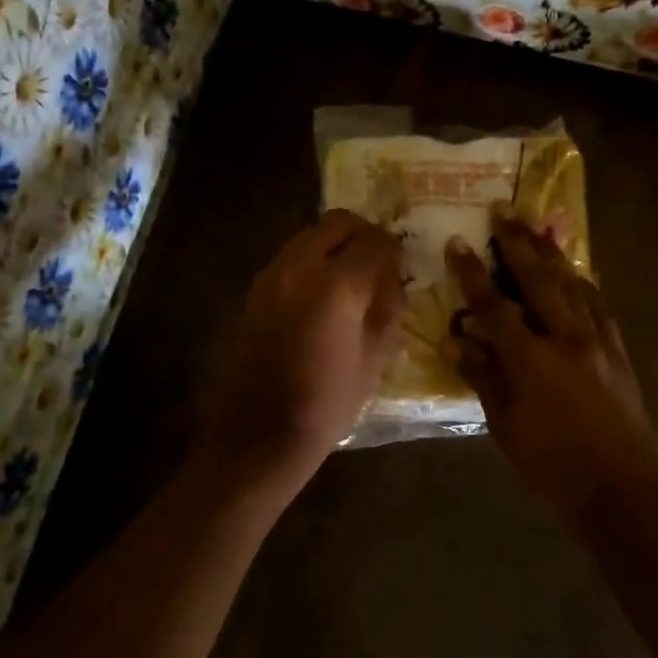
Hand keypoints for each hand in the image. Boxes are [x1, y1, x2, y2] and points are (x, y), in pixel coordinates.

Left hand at [203, 209, 404, 485]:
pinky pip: (290, 258)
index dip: (394, 247)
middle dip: (362, 233)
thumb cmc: (327, 403)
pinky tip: (324, 293)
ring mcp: (271, 276)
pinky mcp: (255, 292)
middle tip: (378, 257)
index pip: (374, 242)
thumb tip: (394, 283)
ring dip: (334, 244)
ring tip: (352, 275)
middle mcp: (300, 267)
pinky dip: (312, 261)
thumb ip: (387, 311)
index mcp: (337, 285)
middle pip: (336, 223)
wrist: (260, 434)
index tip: (403, 260)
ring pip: (308, 236)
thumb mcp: (373, 360)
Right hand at [447, 207, 657, 522]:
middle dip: (517, 243)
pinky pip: (599, 304)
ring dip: (552, 253)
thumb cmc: (553, 466)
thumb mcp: (505, 427)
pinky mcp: (618, 351)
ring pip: (572, 284)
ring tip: (537, 225)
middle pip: (538, 279)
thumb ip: (483, 378)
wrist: (622, 490)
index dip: (473, 273)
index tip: (458, 242)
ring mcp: (598, 341)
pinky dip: (583, 282)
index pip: (494, 306)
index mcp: (532, 360)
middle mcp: (566, 338)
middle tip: (502, 210)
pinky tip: (575, 272)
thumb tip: (458, 341)